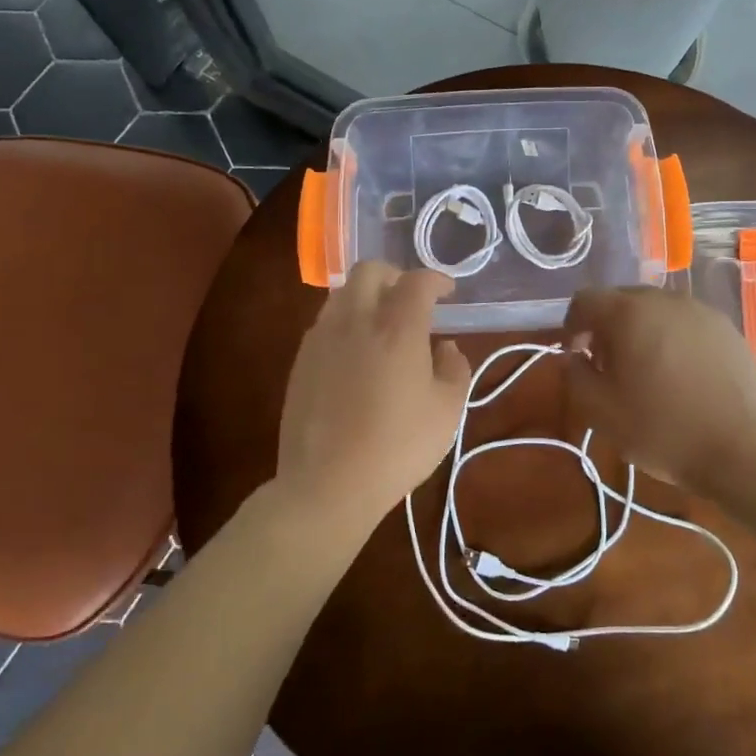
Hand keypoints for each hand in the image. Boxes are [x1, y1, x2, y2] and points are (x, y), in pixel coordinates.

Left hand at [275, 262, 470, 531]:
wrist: (327, 484)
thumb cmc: (398, 447)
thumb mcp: (447, 411)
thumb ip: (455, 369)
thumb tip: (445, 348)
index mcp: (396, 327)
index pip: (416, 282)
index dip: (436, 279)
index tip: (448, 291)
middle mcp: (355, 320)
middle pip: (369, 271)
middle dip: (395, 276)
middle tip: (412, 299)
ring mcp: (321, 338)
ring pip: (342, 294)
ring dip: (367, 297)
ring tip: (383, 325)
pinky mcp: (300, 361)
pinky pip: (326, 323)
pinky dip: (347, 322)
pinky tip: (357, 354)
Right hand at [563, 287, 755, 490]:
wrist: (742, 449)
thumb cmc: (663, 429)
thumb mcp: (600, 411)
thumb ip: (575, 375)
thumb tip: (575, 357)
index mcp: (628, 313)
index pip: (585, 300)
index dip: (572, 325)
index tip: (576, 356)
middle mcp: (664, 300)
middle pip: (622, 300)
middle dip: (607, 327)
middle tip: (608, 366)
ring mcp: (701, 311)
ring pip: (656, 310)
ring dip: (641, 331)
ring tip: (646, 371)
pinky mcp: (727, 328)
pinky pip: (686, 324)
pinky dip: (673, 339)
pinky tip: (681, 375)